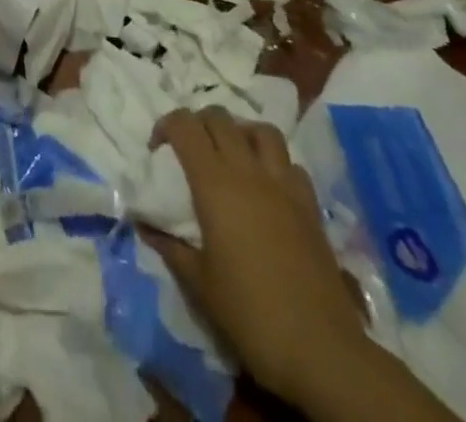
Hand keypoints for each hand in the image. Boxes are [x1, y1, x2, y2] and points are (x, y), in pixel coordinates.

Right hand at [143, 109, 368, 409]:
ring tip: (232, 156)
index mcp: (214, 182)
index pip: (185, 125)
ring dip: (241, 133)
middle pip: (219, 117)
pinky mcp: (310, 204)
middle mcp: (247, 170)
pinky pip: (290, 163)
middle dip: (199, 124)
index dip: (165, 125)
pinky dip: (275, 163)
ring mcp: (283, 184)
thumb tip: (144, 224)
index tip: (157, 150)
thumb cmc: (250, 312)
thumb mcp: (199, 283)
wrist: (320, 348)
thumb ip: (169, 246)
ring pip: (260, 130)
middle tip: (189, 151)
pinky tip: (268, 187)